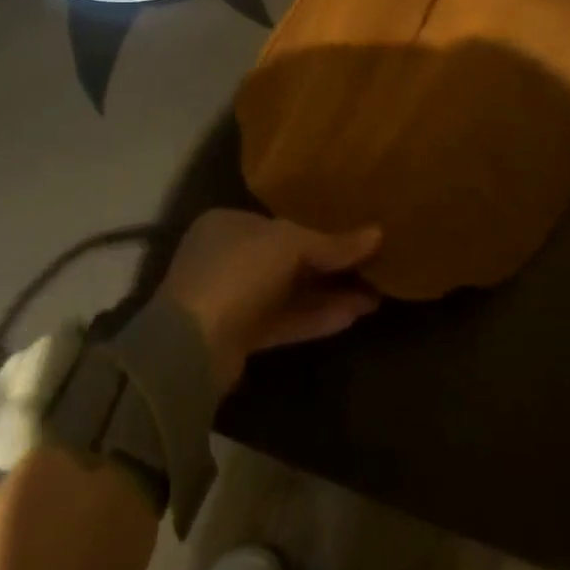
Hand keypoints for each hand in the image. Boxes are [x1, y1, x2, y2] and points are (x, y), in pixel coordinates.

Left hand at [160, 210, 382, 393]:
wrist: (192, 346)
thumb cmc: (238, 272)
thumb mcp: (290, 245)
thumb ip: (333, 243)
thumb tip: (377, 234)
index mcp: (229, 224)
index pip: (281, 222)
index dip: (319, 227)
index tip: (355, 234)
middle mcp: (228, 257)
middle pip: (288, 258)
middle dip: (330, 264)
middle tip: (373, 266)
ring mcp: (232, 299)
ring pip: (289, 292)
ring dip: (329, 294)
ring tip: (375, 295)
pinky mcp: (241, 336)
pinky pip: (285, 320)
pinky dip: (316, 317)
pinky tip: (353, 316)